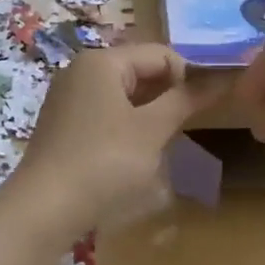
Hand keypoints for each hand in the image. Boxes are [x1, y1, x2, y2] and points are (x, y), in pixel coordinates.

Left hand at [11, 44, 214, 238]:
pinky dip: (127, 126)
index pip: (161, 54)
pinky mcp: (62, 125)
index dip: (189, 76)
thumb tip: (220, 79)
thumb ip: (185, 100)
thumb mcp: (152, 129)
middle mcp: (81, 71)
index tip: (207, 108)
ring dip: (149, 113)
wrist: (44, 209)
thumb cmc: (105, 162)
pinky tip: (135, 154)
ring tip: (164, 142)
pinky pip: (105, 113)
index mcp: (102, 61)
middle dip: (168, 95)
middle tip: (188, 127)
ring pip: (123, 95)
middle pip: (140, 71)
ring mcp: (68, 98)